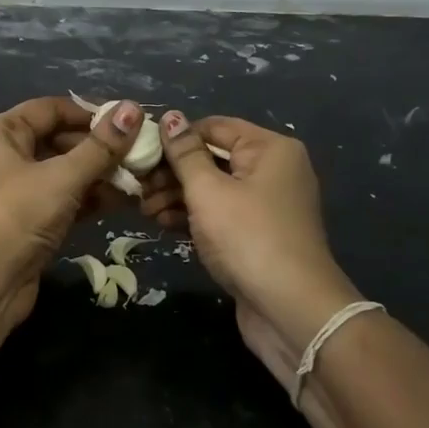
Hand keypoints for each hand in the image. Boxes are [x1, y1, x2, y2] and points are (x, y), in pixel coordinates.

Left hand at [0, 96, 142, 340]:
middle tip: (141, 151)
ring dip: (100, 174)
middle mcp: (5, 156)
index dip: (89, 112)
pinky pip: (65, 199)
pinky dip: (91, 198)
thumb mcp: (62, 177)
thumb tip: (133, 109)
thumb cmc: (17, 216)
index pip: (49, 109)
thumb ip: (101, 146)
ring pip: (65, 172)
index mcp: (1, 133)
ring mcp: (17, 191)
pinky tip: (125, 200)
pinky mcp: (30, 221)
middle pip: (59, 139)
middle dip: (99, 147)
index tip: (128, 120)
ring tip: (141, 176)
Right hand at [148, 112, 362, 394]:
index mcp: (269, 149)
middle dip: (172, 172)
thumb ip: (185, 153)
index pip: (213, 127)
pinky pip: (219, 214)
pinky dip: (192, 216)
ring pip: (212, 188)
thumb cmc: (248, 238)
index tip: (139, 153)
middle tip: (137, 187)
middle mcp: (272, 170)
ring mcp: (265, 205)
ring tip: (144, 209)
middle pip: (212, 158)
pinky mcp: (256, 235)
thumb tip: (170, 116)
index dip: (175, 137)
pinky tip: (161, 223)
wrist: (291, 310)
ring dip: (176, 196)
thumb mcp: (209, 191)